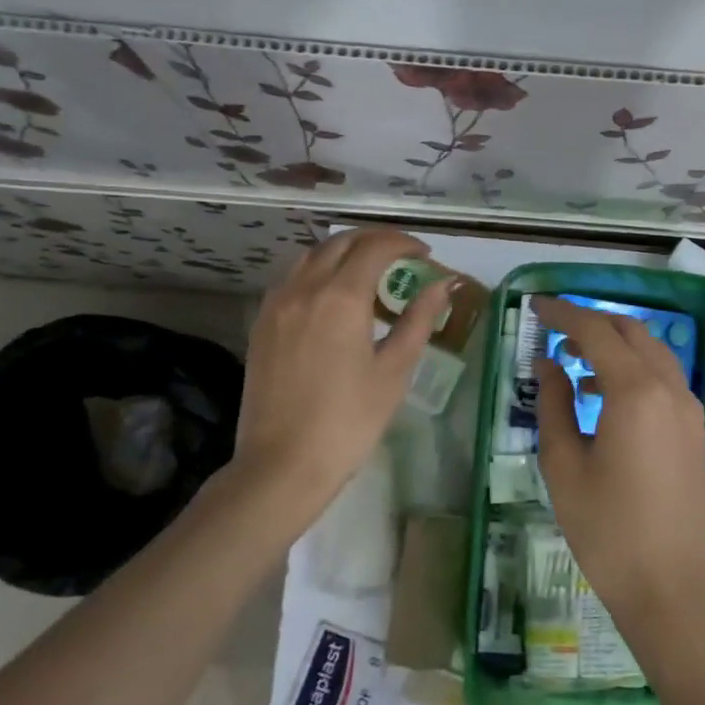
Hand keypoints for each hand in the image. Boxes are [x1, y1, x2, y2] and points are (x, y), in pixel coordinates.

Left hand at [227, 228, 452, 535]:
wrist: (283, 464)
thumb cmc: (349, 421)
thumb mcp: (394, 371)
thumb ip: (418, 320)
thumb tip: (442, 284)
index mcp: (340, 297)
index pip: (375, 248)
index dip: (403, 243)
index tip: (424, 254)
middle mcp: (304, 288)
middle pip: (341, 242)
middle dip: (374, 240)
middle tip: (401, 256)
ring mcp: (276, 304)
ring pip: (311, 255)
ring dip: (344, 251)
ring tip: (369, 271)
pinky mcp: (262, 323)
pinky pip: (292, 278)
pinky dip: (318, 271)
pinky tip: (332, 296)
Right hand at [533, 297, 704, 631]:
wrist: (673, 589)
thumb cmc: (608, 530)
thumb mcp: (564, 466)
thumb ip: (554, 405)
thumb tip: (549, 365)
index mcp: (635, 391)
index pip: (595, 330)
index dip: (562, 313)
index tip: (534, 306)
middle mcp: (670, 388)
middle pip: (631, 331)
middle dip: (591, 323)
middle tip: (553, 334)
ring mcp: (690, 410)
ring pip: (652, 353)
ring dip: (614, 345)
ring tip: (575, 365)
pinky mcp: (696, 432)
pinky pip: (664, 379)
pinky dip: (634, 370)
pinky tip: (606, 395)